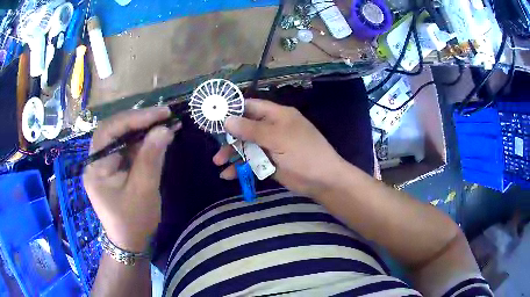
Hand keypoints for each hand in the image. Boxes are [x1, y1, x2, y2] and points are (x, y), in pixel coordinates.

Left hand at [83, 107, 179, 251]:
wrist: (130, 243)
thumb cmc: (134, 221)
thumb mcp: (144, 191)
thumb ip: (151, 158)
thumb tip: (165, 128)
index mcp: (96, 168)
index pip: (109, 131)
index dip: (134, 118)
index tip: (160, 114)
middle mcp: (96, 161)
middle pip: (114, 130)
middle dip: (138, 120)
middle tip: (163, 115)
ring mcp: (105, 164)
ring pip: (121, 137)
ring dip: (142, 129)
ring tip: (165, 123)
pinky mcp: (114, 167)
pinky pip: (127, 148)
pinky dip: (142, 141)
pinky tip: (157, 137)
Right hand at [213, 99, 345, 196]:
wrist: (323, 180)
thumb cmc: (303, 153)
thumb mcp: (278, 138)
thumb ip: (252, 129)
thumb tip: (227, 120)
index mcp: (277, 115)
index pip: (251, 106)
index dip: (232, 109)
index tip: (213, 115)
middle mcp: (272, 128)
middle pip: (245, 127)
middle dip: (229, 136)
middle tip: (214, 144)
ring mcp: (270, 146)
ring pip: (246, 146)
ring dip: (232, 153)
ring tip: (218, 162)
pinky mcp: (269, 163)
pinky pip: (251, 162)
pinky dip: (240, 167)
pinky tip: (229, 175)